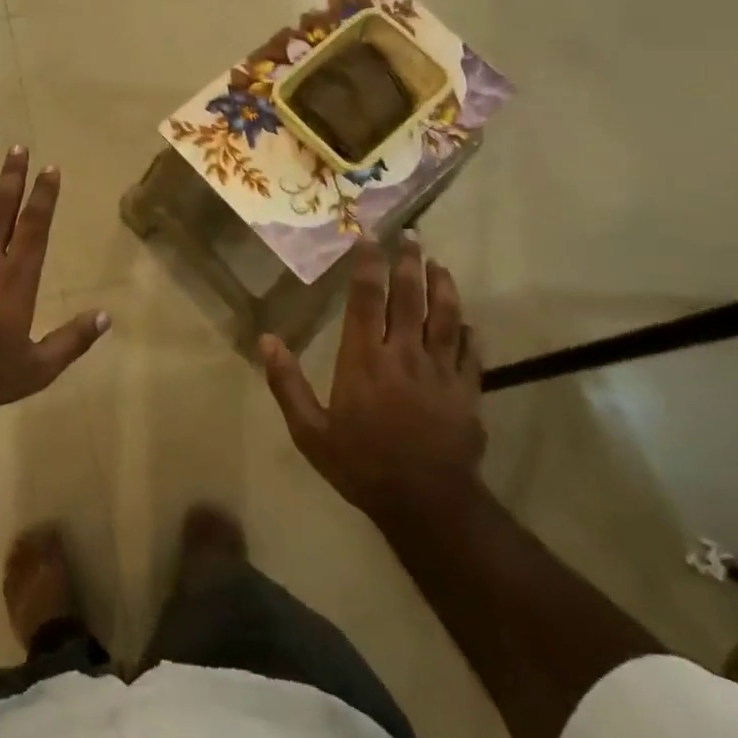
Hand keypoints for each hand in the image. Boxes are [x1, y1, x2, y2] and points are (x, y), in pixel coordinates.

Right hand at [261, 236, 486, 522]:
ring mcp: (440, 370)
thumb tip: (266, 339)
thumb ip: (287, 384)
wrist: (426, 502)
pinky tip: (468, 321)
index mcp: (364, 359)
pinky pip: (470, 352)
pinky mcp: (467, 390)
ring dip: (443, 286)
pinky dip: (468, 332)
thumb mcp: (310, 431)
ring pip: (446, 316)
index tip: (368, 238)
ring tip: (440, 263)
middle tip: (411, 235)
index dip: (367, 265)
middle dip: (409, 262)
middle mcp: (404, 353)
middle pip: (409, 297)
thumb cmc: (361, 464)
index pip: (365, 299)